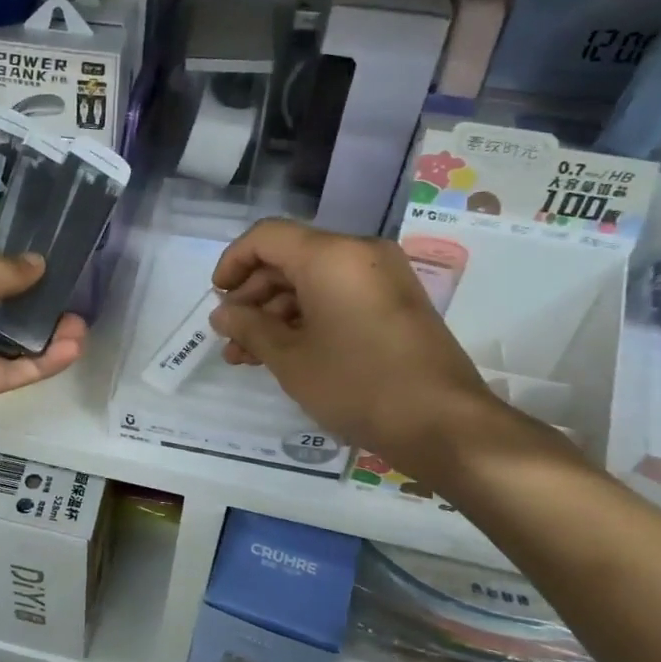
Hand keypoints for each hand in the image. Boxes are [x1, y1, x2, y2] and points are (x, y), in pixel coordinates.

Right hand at [209, 219, 505, 486]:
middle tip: (230, 336)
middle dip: (253, 296)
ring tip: (248, 355)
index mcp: (331, 255)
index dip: (232, 263)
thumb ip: (249, 327)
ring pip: (312, 281)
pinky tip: (284, 353)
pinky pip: (338, 296)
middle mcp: (358, 253)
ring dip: (276, 313)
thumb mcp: (290, 359)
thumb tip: (222, 314)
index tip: (216, 299)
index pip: (266, 237)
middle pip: (289, 258)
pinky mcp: (394, 303)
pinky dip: (307, 318)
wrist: (444, 424)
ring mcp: (381, 278)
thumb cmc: (357, 385)